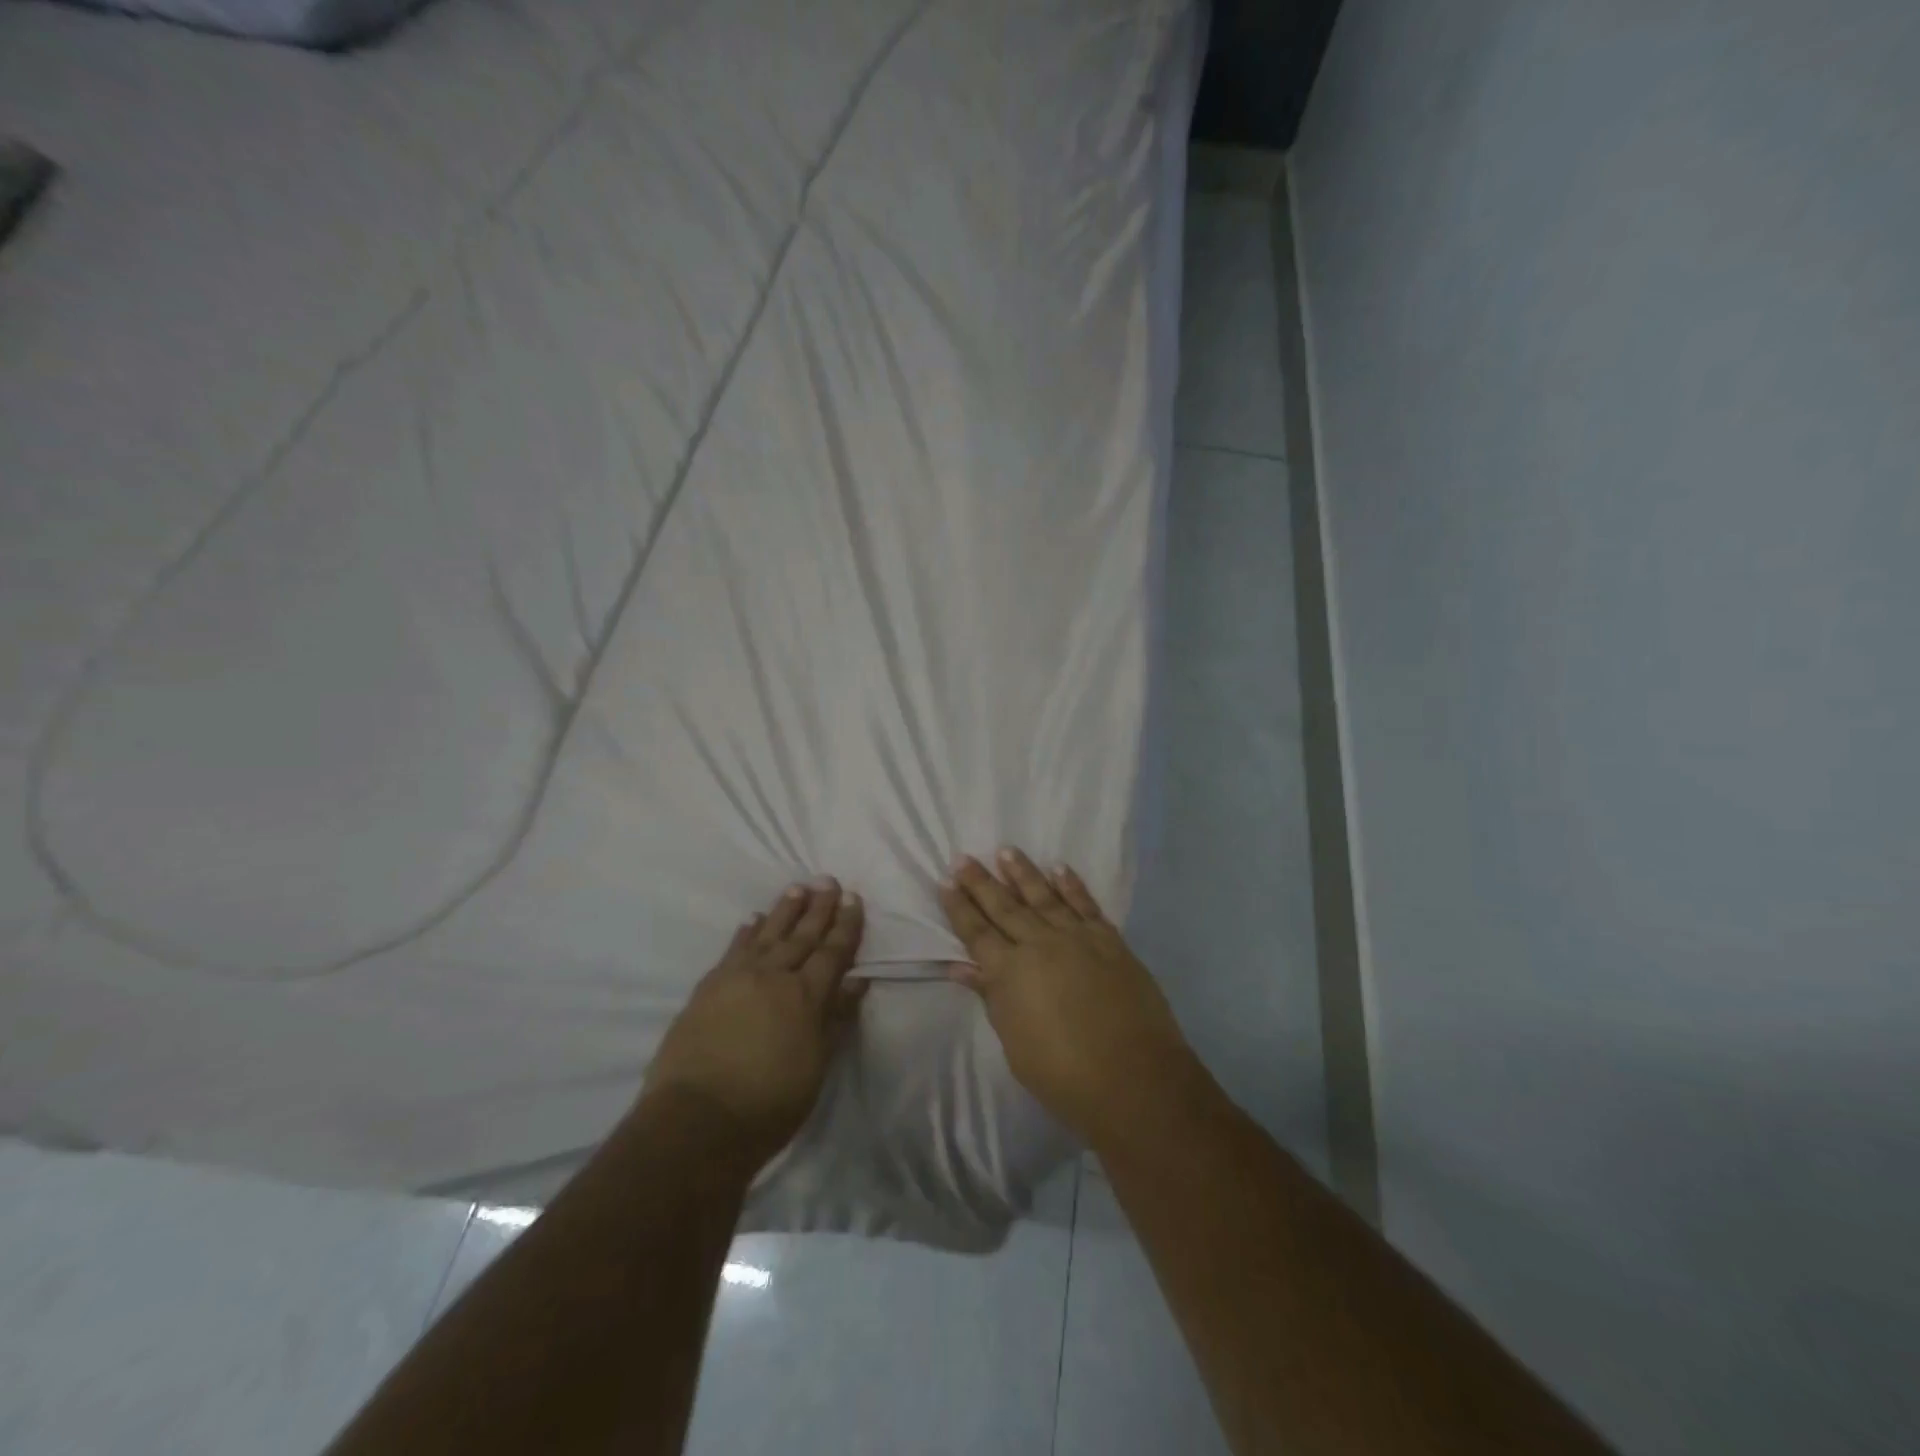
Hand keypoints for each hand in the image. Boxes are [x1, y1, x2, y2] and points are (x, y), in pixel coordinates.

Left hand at [643, 879, 866, 1168]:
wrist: (696, 1120)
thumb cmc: (768, 1103)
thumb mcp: (816, 1066)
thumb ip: (836, 1019)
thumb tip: (857, 980)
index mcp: (806, 996)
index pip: (832, 952)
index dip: (845, 925)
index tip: (852, 898)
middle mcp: (774, 977)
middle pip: (802, 936)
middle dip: (818, 908)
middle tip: (828, 880)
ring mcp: (737, 978)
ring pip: (767, 935)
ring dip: (784, 911)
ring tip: (796, 889)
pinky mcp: (708, 988)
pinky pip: (733, 950)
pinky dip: (746, 933)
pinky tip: (752, 920)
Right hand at [939, 849, 1195, 1146]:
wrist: (1134, 1078)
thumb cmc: (1064, 1074)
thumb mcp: (1015, 1042)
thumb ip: (992, 998)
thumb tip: (962, 967)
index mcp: (1010, 973)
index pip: (976, 933)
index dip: (959, 908)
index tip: (945, 882)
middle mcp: (1040, 945)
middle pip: (1005, 907)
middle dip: (981, 882)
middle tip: (963, 858)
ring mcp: (1077, 938)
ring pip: (1043, 897)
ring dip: (1023, 873)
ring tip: (1006, 851)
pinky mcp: (1109, 941)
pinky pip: (1086, 905)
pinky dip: (1071, 886)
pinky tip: (1059, 869)